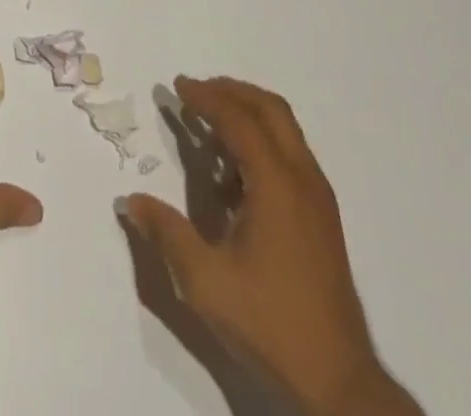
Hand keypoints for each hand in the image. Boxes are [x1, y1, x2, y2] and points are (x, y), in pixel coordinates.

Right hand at [121, 77, 417, 415]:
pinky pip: (291, 153)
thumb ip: (167, 233)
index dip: (205, 97)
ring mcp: (318, 198)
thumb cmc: (270, 325)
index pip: (238, 119)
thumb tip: (130, 201)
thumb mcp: (205, 282)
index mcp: (276, 184)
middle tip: (195, 92)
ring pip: (285, 129)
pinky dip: (261, 139)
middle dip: (231, 92)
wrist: (340, 384)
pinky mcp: (322, 217)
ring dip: (248, 113)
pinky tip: (234, 169)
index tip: (177, 87)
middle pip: (270, 109)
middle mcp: (303, 179)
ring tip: (210, 121)